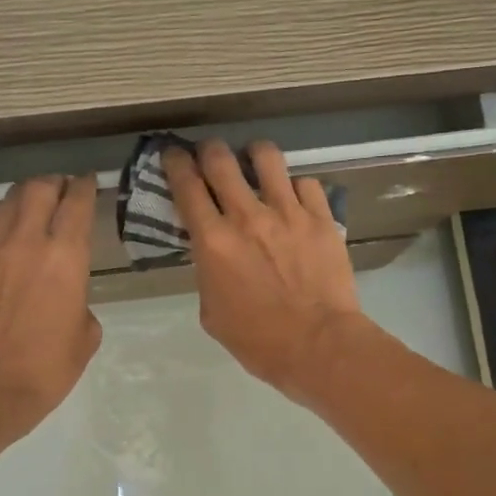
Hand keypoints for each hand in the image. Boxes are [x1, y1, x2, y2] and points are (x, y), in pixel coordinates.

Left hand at [0, 175, 101, 451]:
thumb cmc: (47, 370)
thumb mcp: (85, 339)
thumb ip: (81, 305)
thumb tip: (68, 298)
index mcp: (66, 259)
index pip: (78, 206)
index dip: (85, 187)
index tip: (88, 181)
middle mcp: (27, 245)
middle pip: (39, 192)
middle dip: (52, 183)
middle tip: (58, 186)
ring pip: (4, 205)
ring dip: (19, 195)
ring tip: (25, 197)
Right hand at [163, 140, 365, 400]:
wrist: (318, 345)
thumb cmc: (258, 341)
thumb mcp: (213, 313)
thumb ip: (208, 275)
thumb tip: (213, 258)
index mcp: (213, 242)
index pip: (186, 185)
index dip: (175, 163)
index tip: (174, 155)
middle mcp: (247, 216)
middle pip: (221, 159)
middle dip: (210, 150)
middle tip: (211, 155)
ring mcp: (288, 212)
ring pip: (267, 157)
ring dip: (254, 154)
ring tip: (256, 162)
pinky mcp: (321, 218)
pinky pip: (306, 183)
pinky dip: (295, 187)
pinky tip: (295, 199)